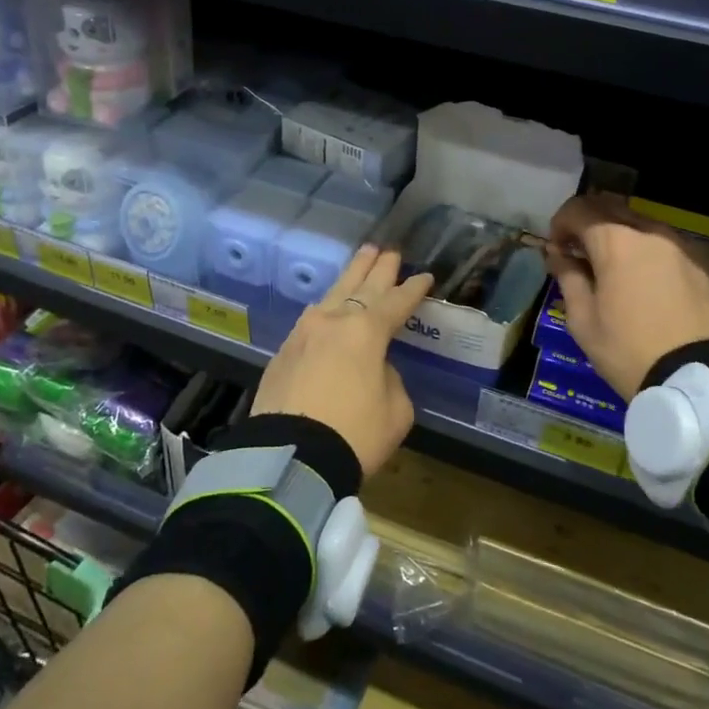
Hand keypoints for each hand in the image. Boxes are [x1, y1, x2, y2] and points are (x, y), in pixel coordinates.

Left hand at [251, 245, 434, 475]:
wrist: (290, 458)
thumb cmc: (354, 435)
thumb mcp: (396, 411)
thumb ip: (390, 380)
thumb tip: (375, 369)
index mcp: (367, 332)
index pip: (396, 302)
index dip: (413, 289)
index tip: (425, 277)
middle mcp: (334, 322)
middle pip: (361, 287)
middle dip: (378, 268)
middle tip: (389, 251)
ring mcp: (304, 333)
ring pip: (332, 295)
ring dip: (350, 276)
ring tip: (362, 258)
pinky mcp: (284, 351)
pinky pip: (311, 318)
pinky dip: (326, 307)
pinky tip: (328, 305)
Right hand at [546, 193, 708, 397]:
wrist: (697, 380)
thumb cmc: (628, 351)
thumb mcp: (583, 321)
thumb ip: (568, 277)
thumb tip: (559, 255)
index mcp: (616, 241)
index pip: (578, 210)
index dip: (560, 224)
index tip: (557, 248)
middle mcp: (652, 232)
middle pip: (613, 208)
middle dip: (591, 223)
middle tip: (582, 252)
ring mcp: (685, 246)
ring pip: (645, 226)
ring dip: (624, 237)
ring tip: (618, 269)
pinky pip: (673, 247)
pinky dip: (654, 255)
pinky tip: (653, 284)